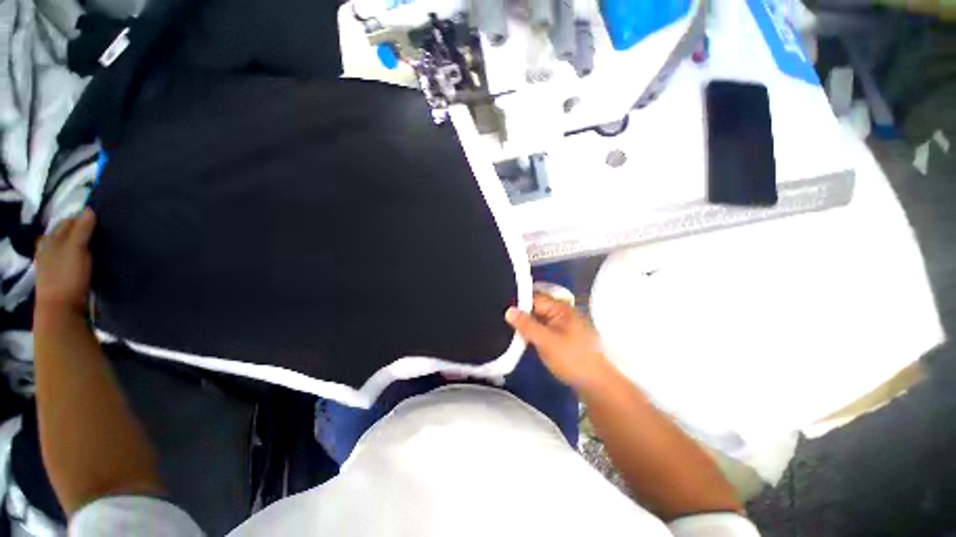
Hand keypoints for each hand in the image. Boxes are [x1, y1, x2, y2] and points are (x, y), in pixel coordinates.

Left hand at [35, 209, 95, 317]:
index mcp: (49, 239)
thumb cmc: (66, 275)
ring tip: (99, 247)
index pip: (69, 221)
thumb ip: (82, 229)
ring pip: (70, 248)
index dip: (83, 219)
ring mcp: (54, 264)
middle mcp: (49, 248)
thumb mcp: (75, 249)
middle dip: (83, 232)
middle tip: (103, 234)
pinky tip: (90, 261)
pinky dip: (81, 258)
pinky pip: (73, 261)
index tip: (101, 221)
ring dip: (83, 246)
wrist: (61, 309)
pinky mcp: (62, 277)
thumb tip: (90, 209)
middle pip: (68, 235)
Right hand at [505, 294, 613, 391]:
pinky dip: (534, 335)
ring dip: (527, 327)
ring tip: (509, 332)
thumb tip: (508, 310)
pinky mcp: (562, 339)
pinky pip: (544, 331)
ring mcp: (563, 327)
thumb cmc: (572, 359)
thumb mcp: (546, 341)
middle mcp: (562, 314)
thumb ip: (526, 325)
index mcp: (560, 308)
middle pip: (536, 309)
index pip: (534, 298)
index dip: (519, 304)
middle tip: (503, 324)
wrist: (597, 385)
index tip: (502, 312)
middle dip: (521, 316)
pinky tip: (524, 342)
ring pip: (539, 322)